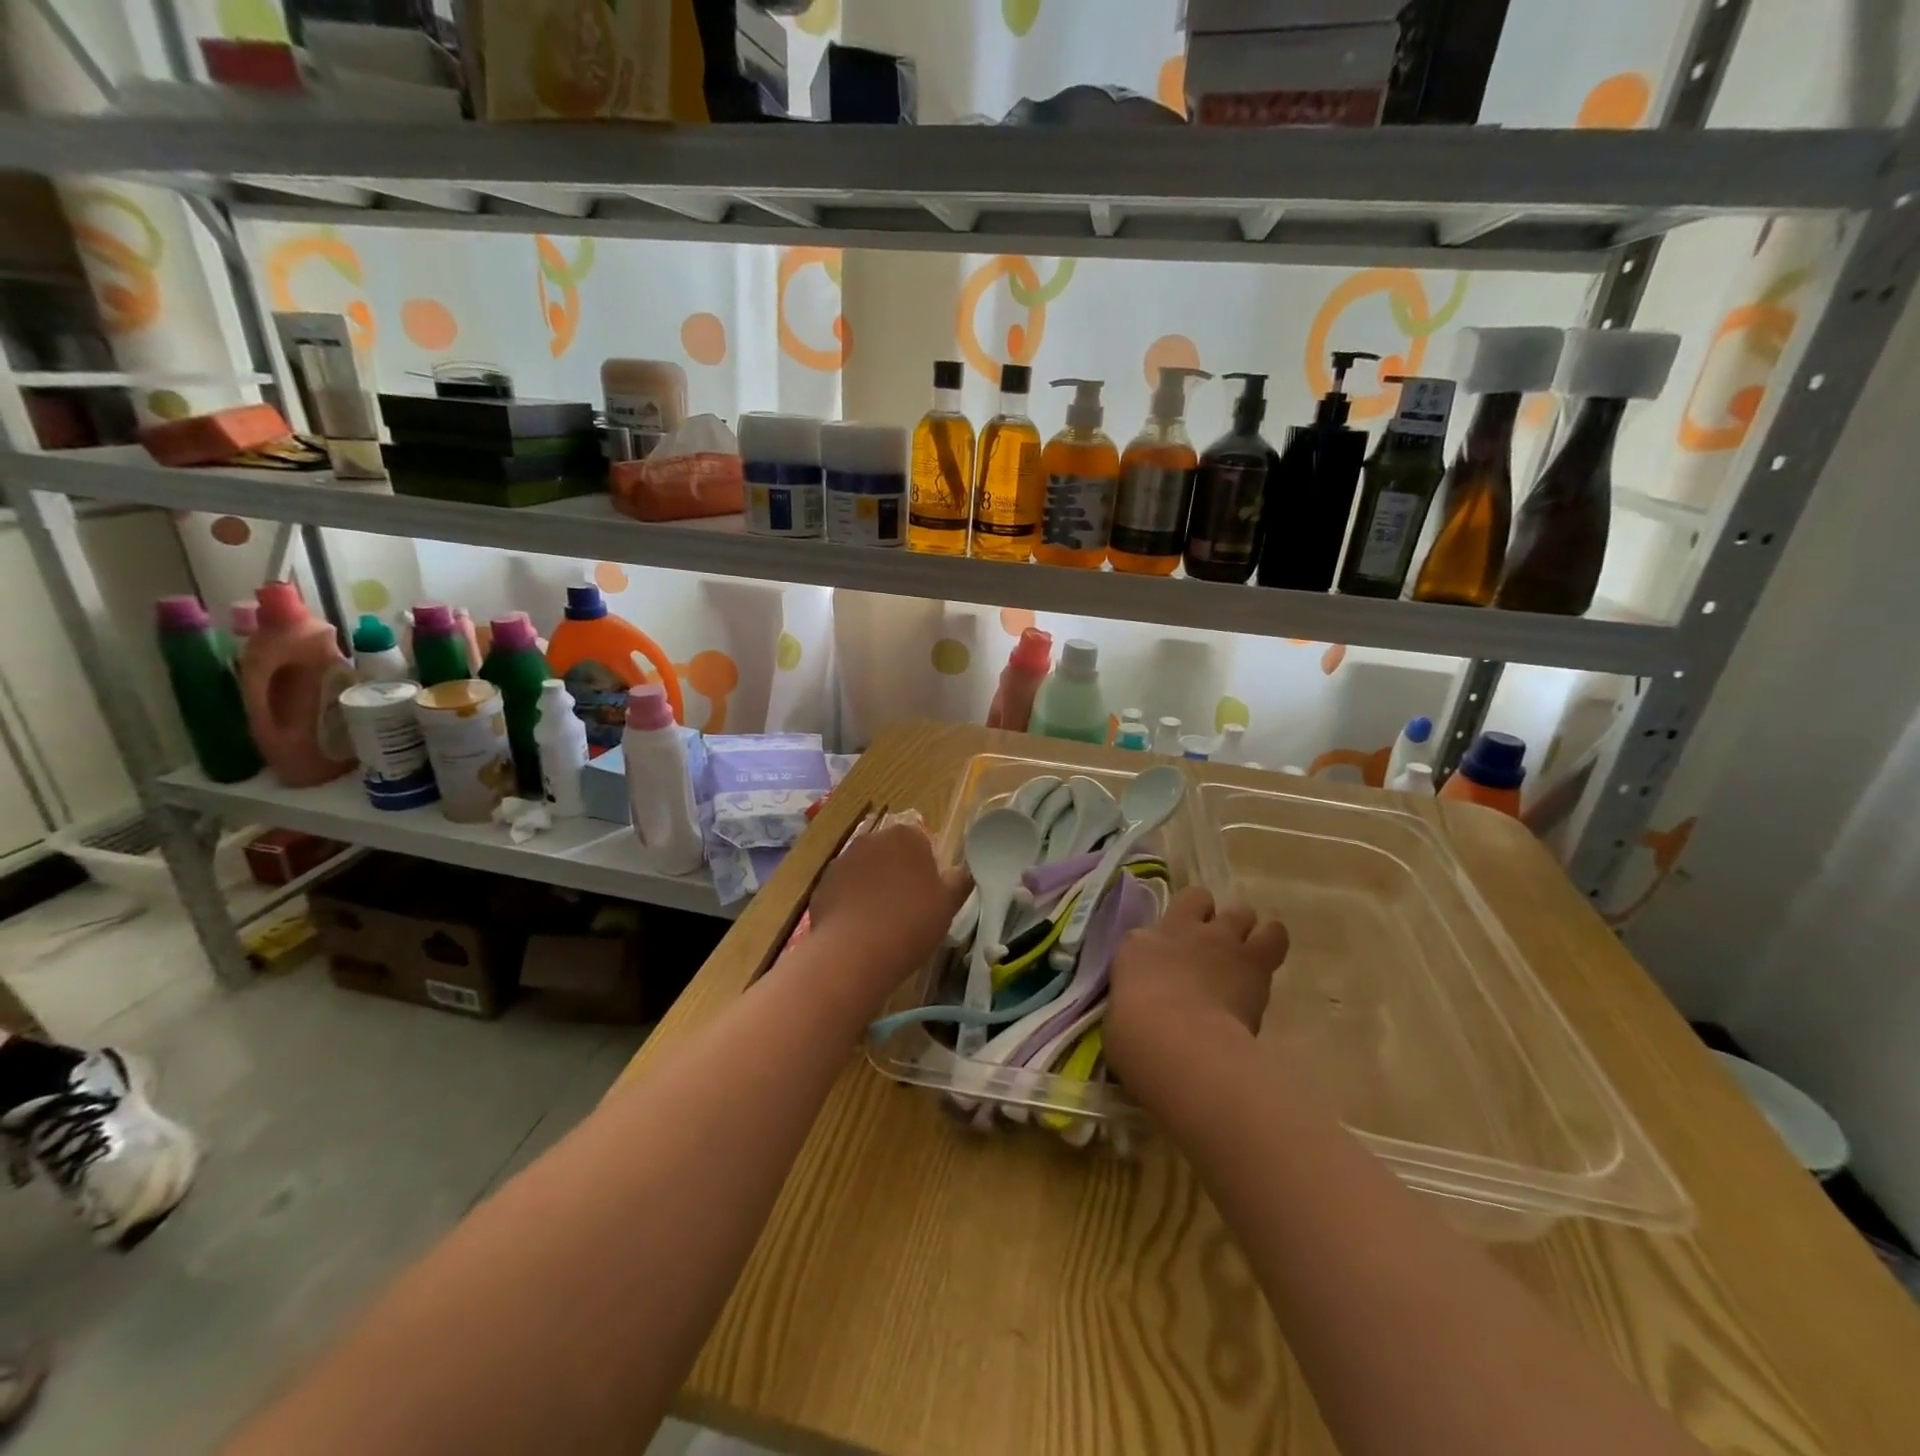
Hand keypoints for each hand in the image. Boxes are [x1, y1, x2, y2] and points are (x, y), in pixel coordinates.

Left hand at [806, 820, 969, 1013]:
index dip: (925, 868)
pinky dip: (850, 903)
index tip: (928, 895)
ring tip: (881, 923)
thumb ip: (960, 881)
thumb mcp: (949, 905)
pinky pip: (843, 889)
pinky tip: (858, 930)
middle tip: (907, 909)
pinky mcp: (822, 884)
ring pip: (865, 870)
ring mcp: (843, 860)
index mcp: (907, 836)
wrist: (855, 952)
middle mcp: (872, 839)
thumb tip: (965, 871)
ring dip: (872, 887)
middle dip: (897, 873)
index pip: (921, 842)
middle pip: (890, 852)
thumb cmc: (911, 922)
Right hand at [1105, 885, 1288, 1085]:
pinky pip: (1273, 935)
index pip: (1151, 926)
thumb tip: (1149, 1004)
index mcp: (1138, 944)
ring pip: (1241, 910)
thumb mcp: (1122, 1010)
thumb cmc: (1135, 1036)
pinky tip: (1266, 964)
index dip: (1164, 937)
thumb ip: (1139, 996)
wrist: (1178, 1042)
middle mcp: (1179, 930)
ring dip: (1242, 929)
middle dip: (1206, 920)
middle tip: (1211, 949)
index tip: (1171, 956)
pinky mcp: (1254, 959)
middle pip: (1199, 898)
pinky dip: (1272, 944)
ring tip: (1244, 954)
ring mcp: (1218, 940)